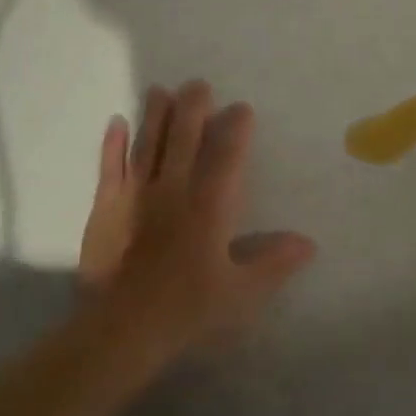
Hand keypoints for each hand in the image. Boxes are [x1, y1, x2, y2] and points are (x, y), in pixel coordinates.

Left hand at [81, 82, 313, 366]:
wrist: (121, 331)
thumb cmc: (187, 310)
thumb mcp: (241, 292)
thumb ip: (274, 262)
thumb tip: (309, 242)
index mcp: (209, 207)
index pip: (226, 157)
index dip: (236, 130)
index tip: (242, 108)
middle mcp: (173, 190)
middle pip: (184, 139)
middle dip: (193, 109)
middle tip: (198, 84)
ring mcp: (136, 196)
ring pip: (148, 144)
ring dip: (156, 115)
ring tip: (161, 89)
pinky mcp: (106, 208)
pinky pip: (110, 168)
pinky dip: (113, 144)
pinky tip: (116, 121)